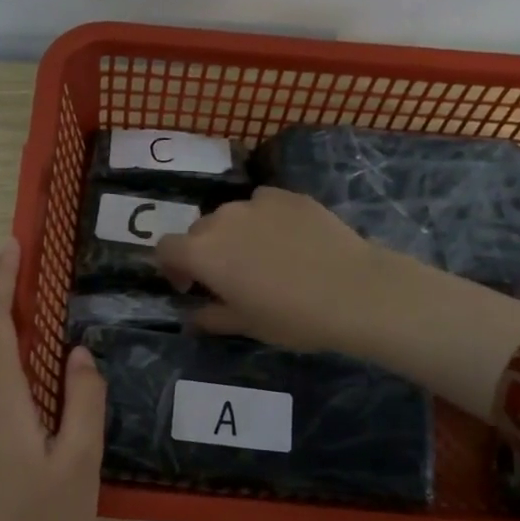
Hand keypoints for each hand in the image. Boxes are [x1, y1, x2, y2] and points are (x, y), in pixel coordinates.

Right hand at [154, 187, 393, 353]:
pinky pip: (262, 204)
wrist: (354, 291)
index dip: (172, 267)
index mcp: (202, 253)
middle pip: (198, 230)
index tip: (191, 287)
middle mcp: (221, 219)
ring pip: (231, 215)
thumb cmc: (292, 317)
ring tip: (262, 256)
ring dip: (234, 234)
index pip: (165, 248)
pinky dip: (264, 220)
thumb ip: (211, 317)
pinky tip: (289, 240)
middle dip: (204, 252)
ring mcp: (256, 202)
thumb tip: (194, 316)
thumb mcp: (246, 325)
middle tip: (229, 276)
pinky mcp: (288, 195)